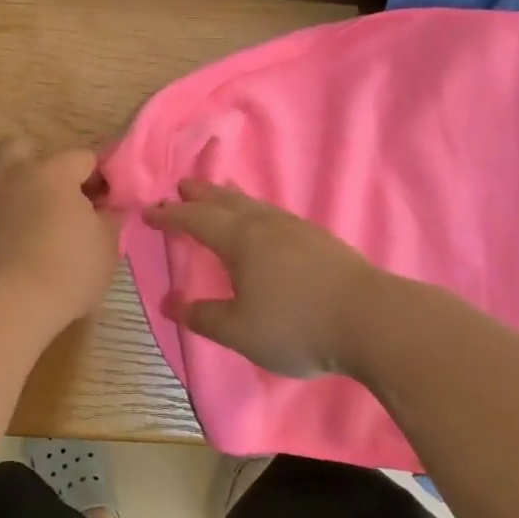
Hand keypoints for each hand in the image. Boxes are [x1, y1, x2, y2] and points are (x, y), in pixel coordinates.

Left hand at [0, 138, 119, 324]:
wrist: (4, 307)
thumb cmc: (66, 271)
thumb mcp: (107, 247)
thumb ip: (110, 218)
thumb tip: (108, 208)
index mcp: (52, 172)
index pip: (83, 157)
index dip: (98, 177)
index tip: (105, 202)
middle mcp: (11, 173)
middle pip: (23, 148)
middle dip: (39, 164)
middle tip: (55, 197)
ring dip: (5, 186)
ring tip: (20, 216)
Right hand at [142, 181, 382, 378]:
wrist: (370, 319)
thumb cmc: (296, 325)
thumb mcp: (239, 331)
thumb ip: (202, 316)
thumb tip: (168, 302)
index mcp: (240, 240)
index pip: (196, 220)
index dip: (170, 215)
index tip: (149, 211)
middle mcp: (266, 225)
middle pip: (226, 201)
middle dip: (201, 195)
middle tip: (183, 185)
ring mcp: (297, 229)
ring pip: (255, 205)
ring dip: (231, 198)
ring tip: (220, 194)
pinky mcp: (320, 240)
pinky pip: (275, 215)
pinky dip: (257, 211)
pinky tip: (266, 224)